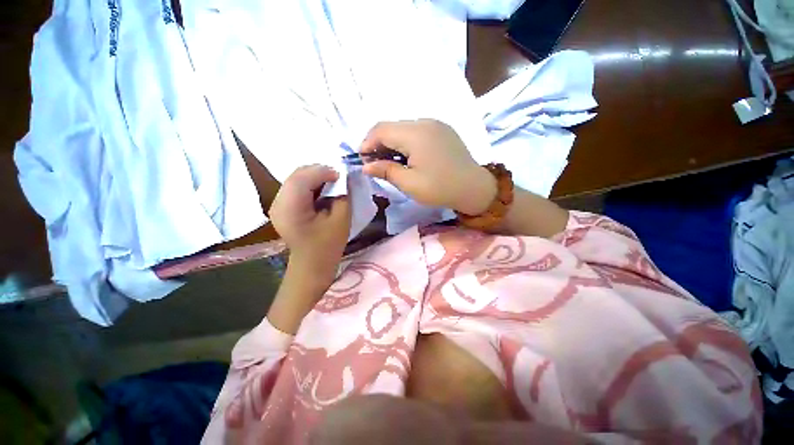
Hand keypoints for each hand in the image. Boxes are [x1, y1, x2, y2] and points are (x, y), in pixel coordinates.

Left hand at [269, 165, 350, 267]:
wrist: (311, 264)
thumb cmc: (328, 245)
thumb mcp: (341, 220)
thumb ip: (343, 196)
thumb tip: (343, 179)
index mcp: (291, 208)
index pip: (303, 178)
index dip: (323, 172)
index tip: (341, 176)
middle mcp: (278, 203)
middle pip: (296, 175)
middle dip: (319, 171)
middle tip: (337, 178)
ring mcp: (276, 204)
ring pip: (295, 178)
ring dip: (314, 177)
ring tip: (331, 183)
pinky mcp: (280, 206)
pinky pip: (294, 187)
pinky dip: (309, 184)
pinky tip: (321, 191)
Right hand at [360, 119, 496, 215]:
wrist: (474, 188)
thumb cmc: (440, 189)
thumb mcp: (410, 184)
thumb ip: (386, 171)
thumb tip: (366, 166)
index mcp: (416, 134)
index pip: (381, 130)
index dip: (367, 143)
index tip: (362, 160)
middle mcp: (425, 122)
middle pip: (391, 126)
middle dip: (378, 143)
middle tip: (375, 163)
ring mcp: (436, 124)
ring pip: (403, 128)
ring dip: (392, 142)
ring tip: (389, 161)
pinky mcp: (442, 130)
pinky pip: (417, 130)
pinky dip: (405, 141)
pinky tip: (407, 156)